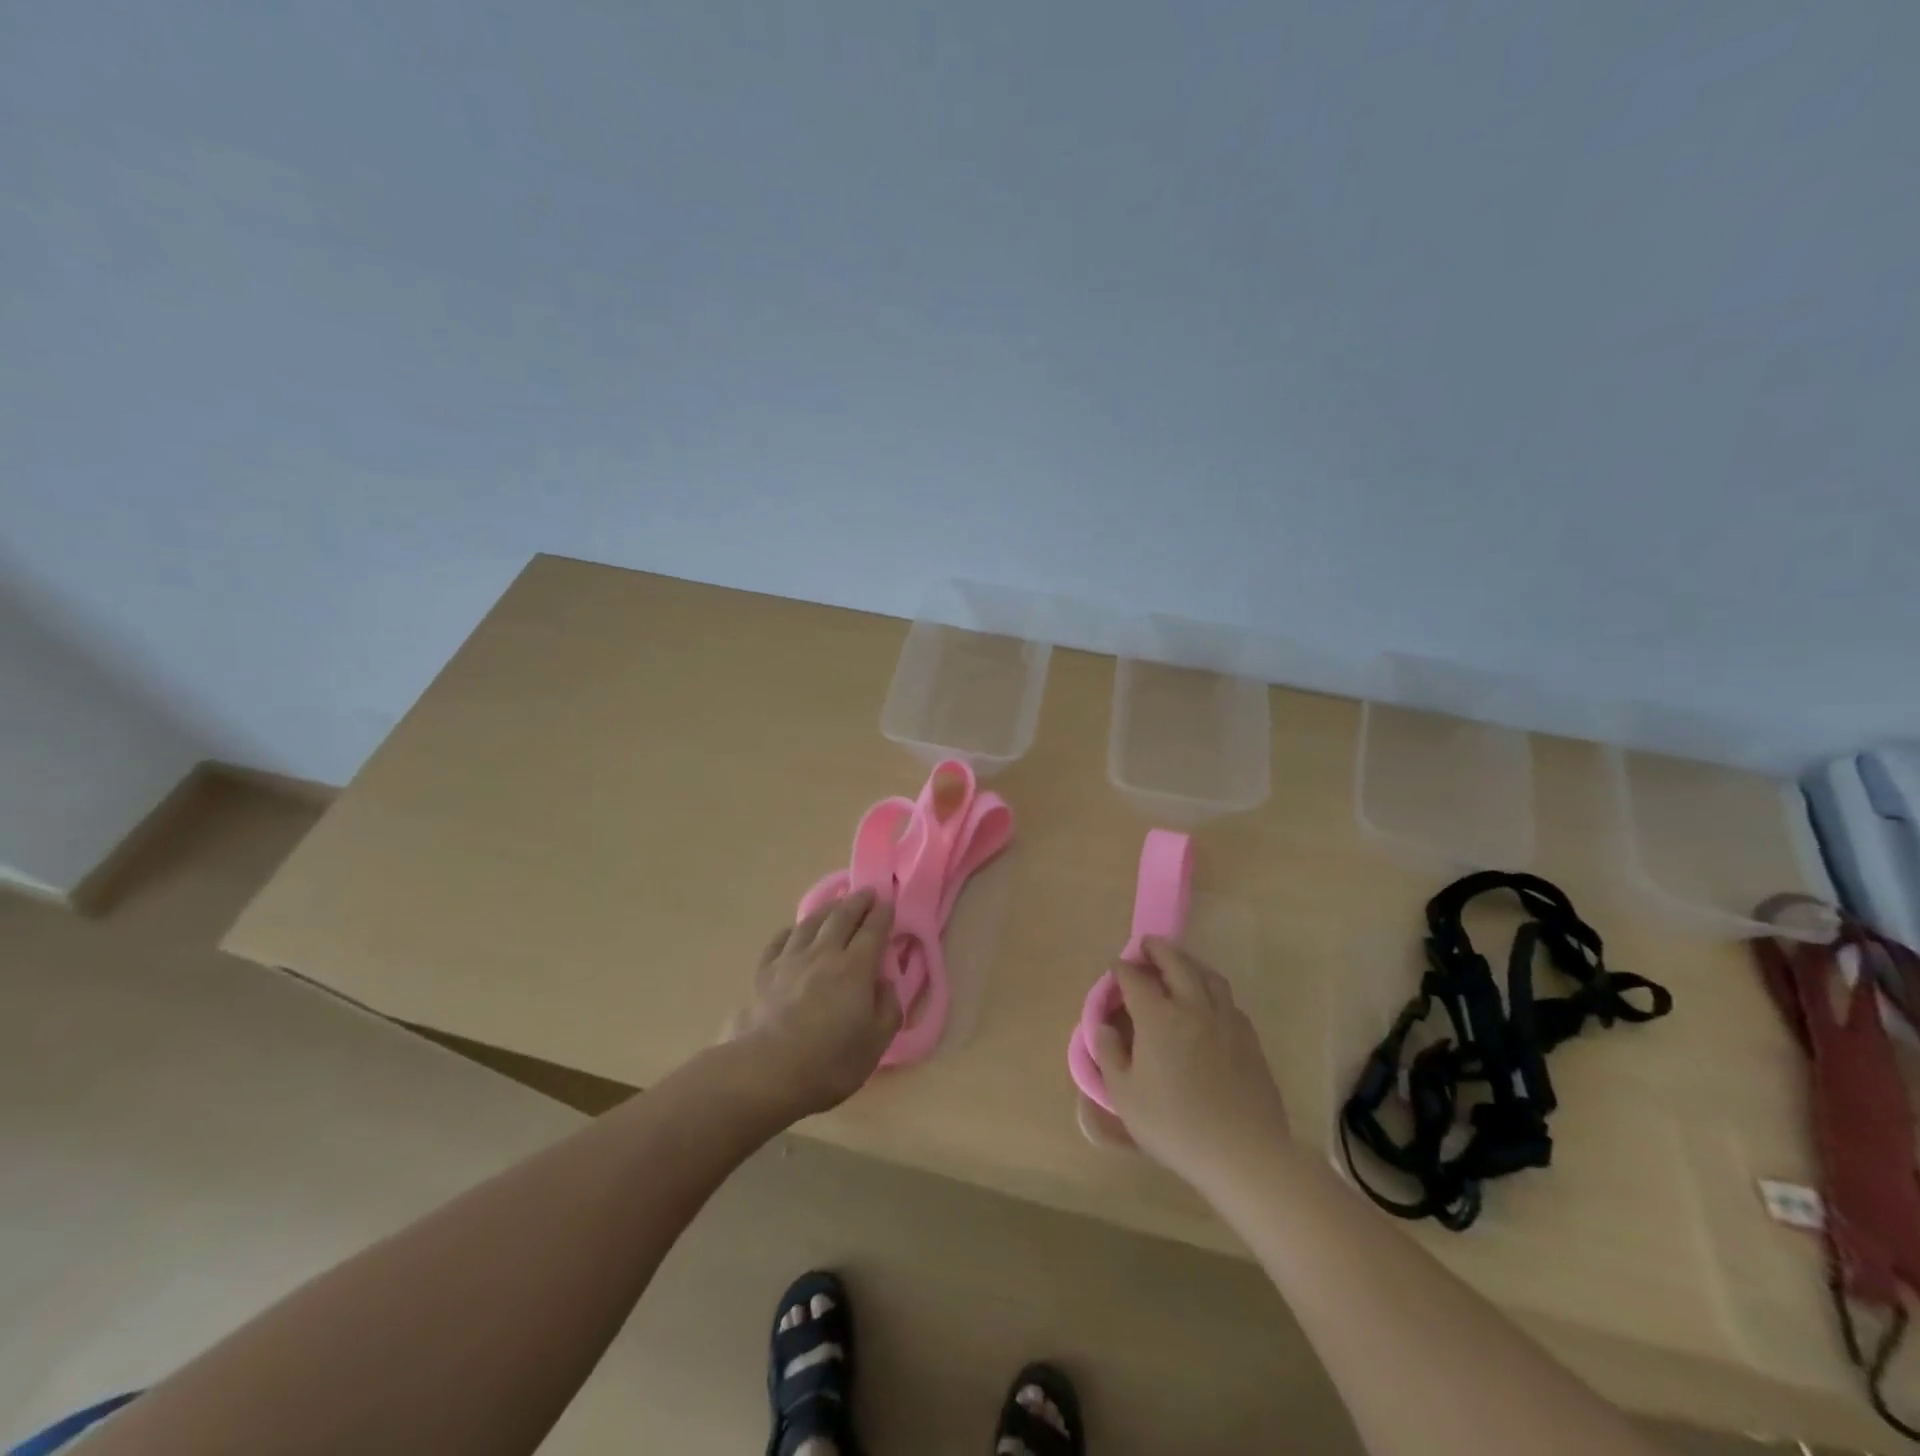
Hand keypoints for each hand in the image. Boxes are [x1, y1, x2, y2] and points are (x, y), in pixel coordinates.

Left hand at [722, 890, 901, 1120]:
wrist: (767, 1071)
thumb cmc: (829, 1062)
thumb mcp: (876, 1043)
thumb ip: (888, 1008)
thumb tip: (886, 983)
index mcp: (856, 968)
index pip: (873, 930)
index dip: (883, 914)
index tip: (889, 902)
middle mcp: (824, 954)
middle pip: (842, 917)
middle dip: (858, 901)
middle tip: (867, 891)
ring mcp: (791, 960)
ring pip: (811, 923)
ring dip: (827, 908)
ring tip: (836, 903)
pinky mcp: (765, 973)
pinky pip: (780, 941)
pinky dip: (791, 931)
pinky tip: (794, 931)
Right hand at [1091, 937, 1290, 1194]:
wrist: (1244, 1152)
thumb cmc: (1175, 1126)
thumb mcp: (1124, 1096)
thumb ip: (1109, 1054)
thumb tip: (1104, 1026)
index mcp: (1158, 1017)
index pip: (1135, 979)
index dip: (1122, 970)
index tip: (1115, 969)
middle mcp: (1192, 1007)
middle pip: (1176, 963)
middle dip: (1158, 950)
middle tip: (1147, 946)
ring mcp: (1225, 1019)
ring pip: (1208, 975)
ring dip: (1189, 962)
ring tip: (1179, 963)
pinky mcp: (1249, 1037)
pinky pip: (1227, 999)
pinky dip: (1211, 989)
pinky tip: (1208, 1002)